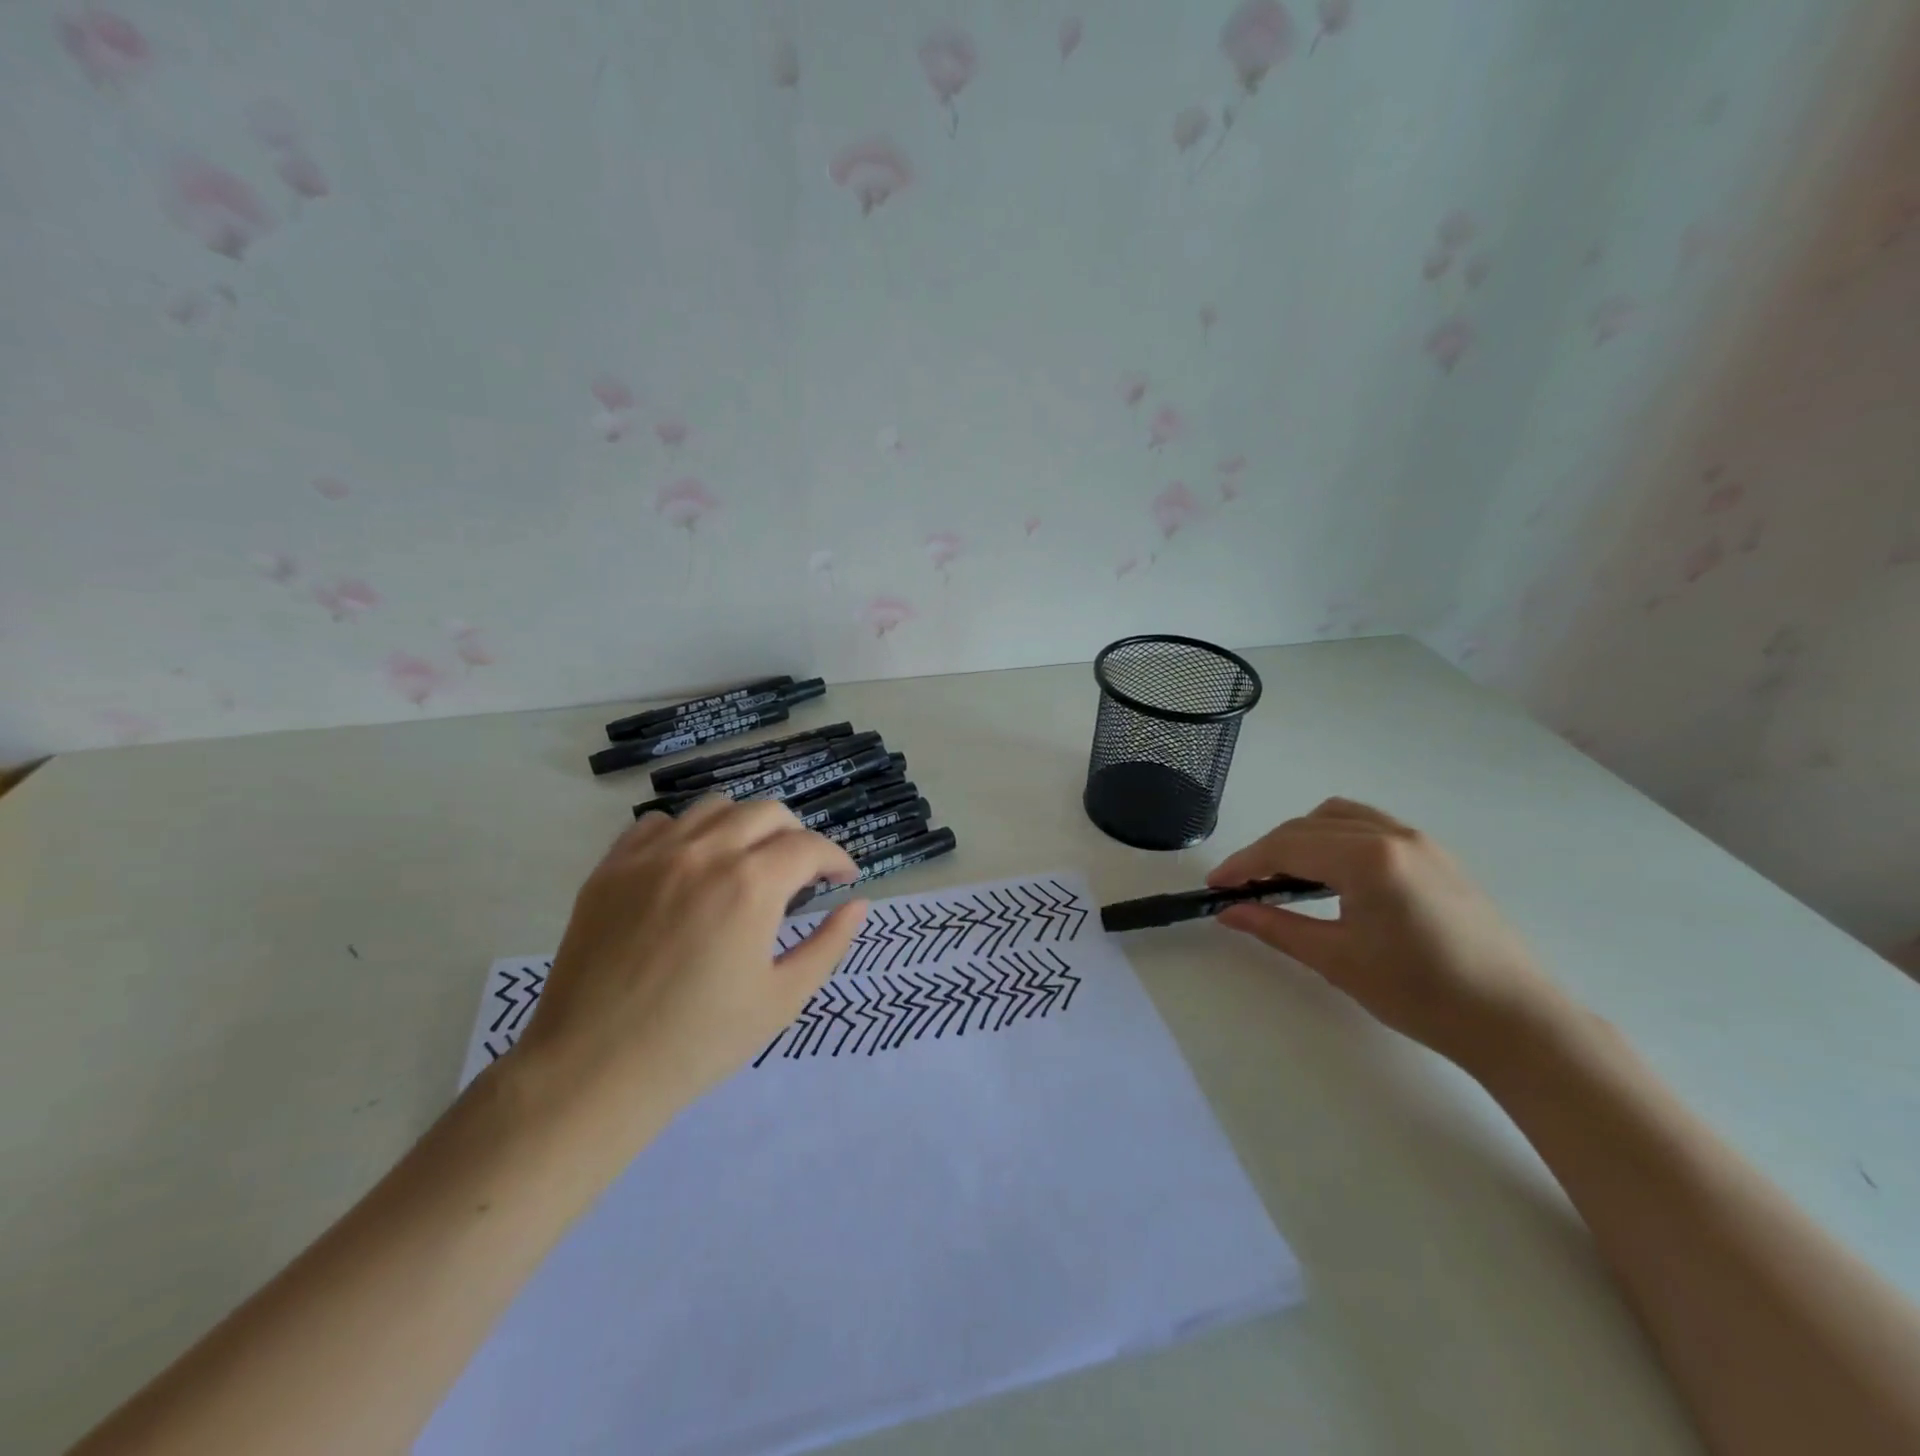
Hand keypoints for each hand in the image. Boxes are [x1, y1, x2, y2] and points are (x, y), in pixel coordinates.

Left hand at [513, 797, 866, 1125]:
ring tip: (746, 863)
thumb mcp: (782, 999)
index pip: (809, 846)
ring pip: (714, 808)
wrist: (592, 1072)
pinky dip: (687, 834)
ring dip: (745, 827)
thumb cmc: (698, 1043)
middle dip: (796, 836)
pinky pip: (658, 824)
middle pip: (766, 812)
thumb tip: (858, 905)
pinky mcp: (610, 868)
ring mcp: (651, 856)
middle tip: (801, 872)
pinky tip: (689, 868)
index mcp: (751, 885)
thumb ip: (829, 944)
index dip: (836, 859)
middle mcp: (704, 853)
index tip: (843, 879)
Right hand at [1209, 798, 1565, 1071]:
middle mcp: (1392, 835)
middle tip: (1242, 887)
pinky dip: (1334, 838)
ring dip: (1300, 838)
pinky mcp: (1434, 854)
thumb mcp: (1337, 960)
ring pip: (1338, 817)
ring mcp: (1418, 840)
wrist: (1516, 1021)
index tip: (1215, 885)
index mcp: (1368, 859)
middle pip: (1307, 826)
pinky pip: (1368, 826)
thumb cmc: (1421, 994)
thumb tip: (1229, 912)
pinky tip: (1331, 874)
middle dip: (1267, 852)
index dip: (1243, 864)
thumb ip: (1276, 927)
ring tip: (1283, 876)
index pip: (1286, 847)